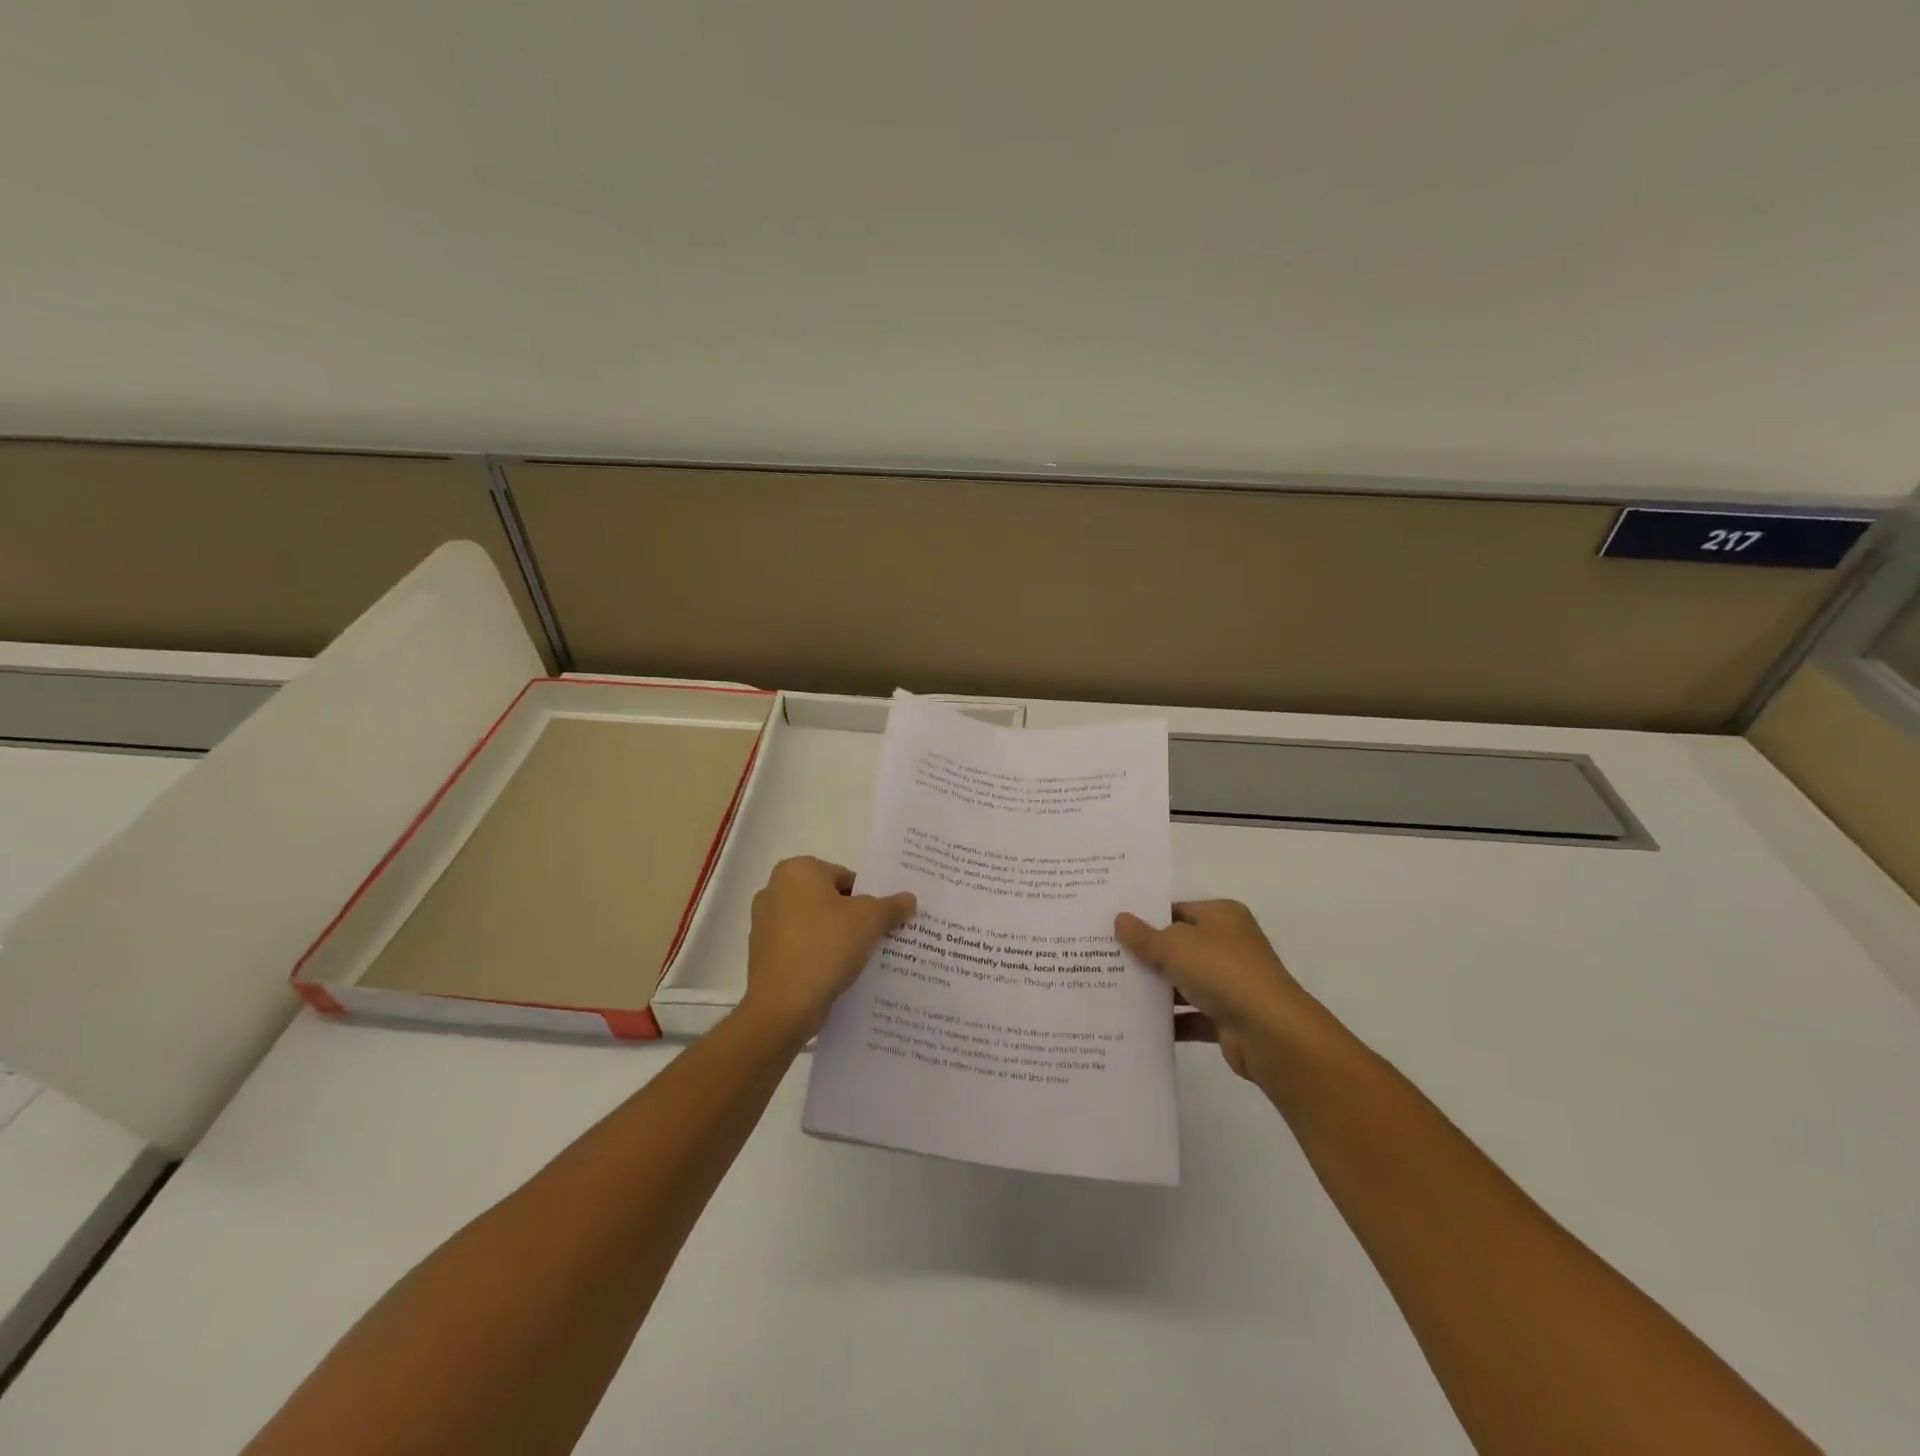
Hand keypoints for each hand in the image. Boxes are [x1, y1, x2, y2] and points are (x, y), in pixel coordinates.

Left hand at [740, 857, 915, 1041]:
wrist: (783, 1005)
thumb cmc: (825, 946)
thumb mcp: (870, 920)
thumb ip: (892, 905)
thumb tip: (909, 898)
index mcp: (797, 871)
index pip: (845, 877)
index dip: (869, 897)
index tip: (885, 918)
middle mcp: (774, 890)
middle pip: (829, 900)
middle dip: (853, 917)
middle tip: (880, 936)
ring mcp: (764, 925)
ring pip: (815, 926)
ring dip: (837, 938)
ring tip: (864, 959)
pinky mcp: (763, 956)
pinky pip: (801, 949)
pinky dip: (819, 957)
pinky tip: (840, 975)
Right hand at [1116, 900, 1324, 1085]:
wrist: (1271, 1033)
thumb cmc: (1222, 972)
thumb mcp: (1174, 946)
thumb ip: (1143, 936)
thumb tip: (1119, 919)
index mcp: (1221, 916)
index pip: (1176, 910)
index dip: (1145, 917)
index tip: (1110, 927)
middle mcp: (1228, 944)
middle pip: (1178, 946)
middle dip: (1145, 954)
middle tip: (1102, 957)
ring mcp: (1231, 983)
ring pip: (1183, 981)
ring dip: (1155, 989)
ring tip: (1111, 989)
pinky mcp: (1229, 1018)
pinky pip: (1191, 1015)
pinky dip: (1169, 1020)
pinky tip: (1135, 1023)